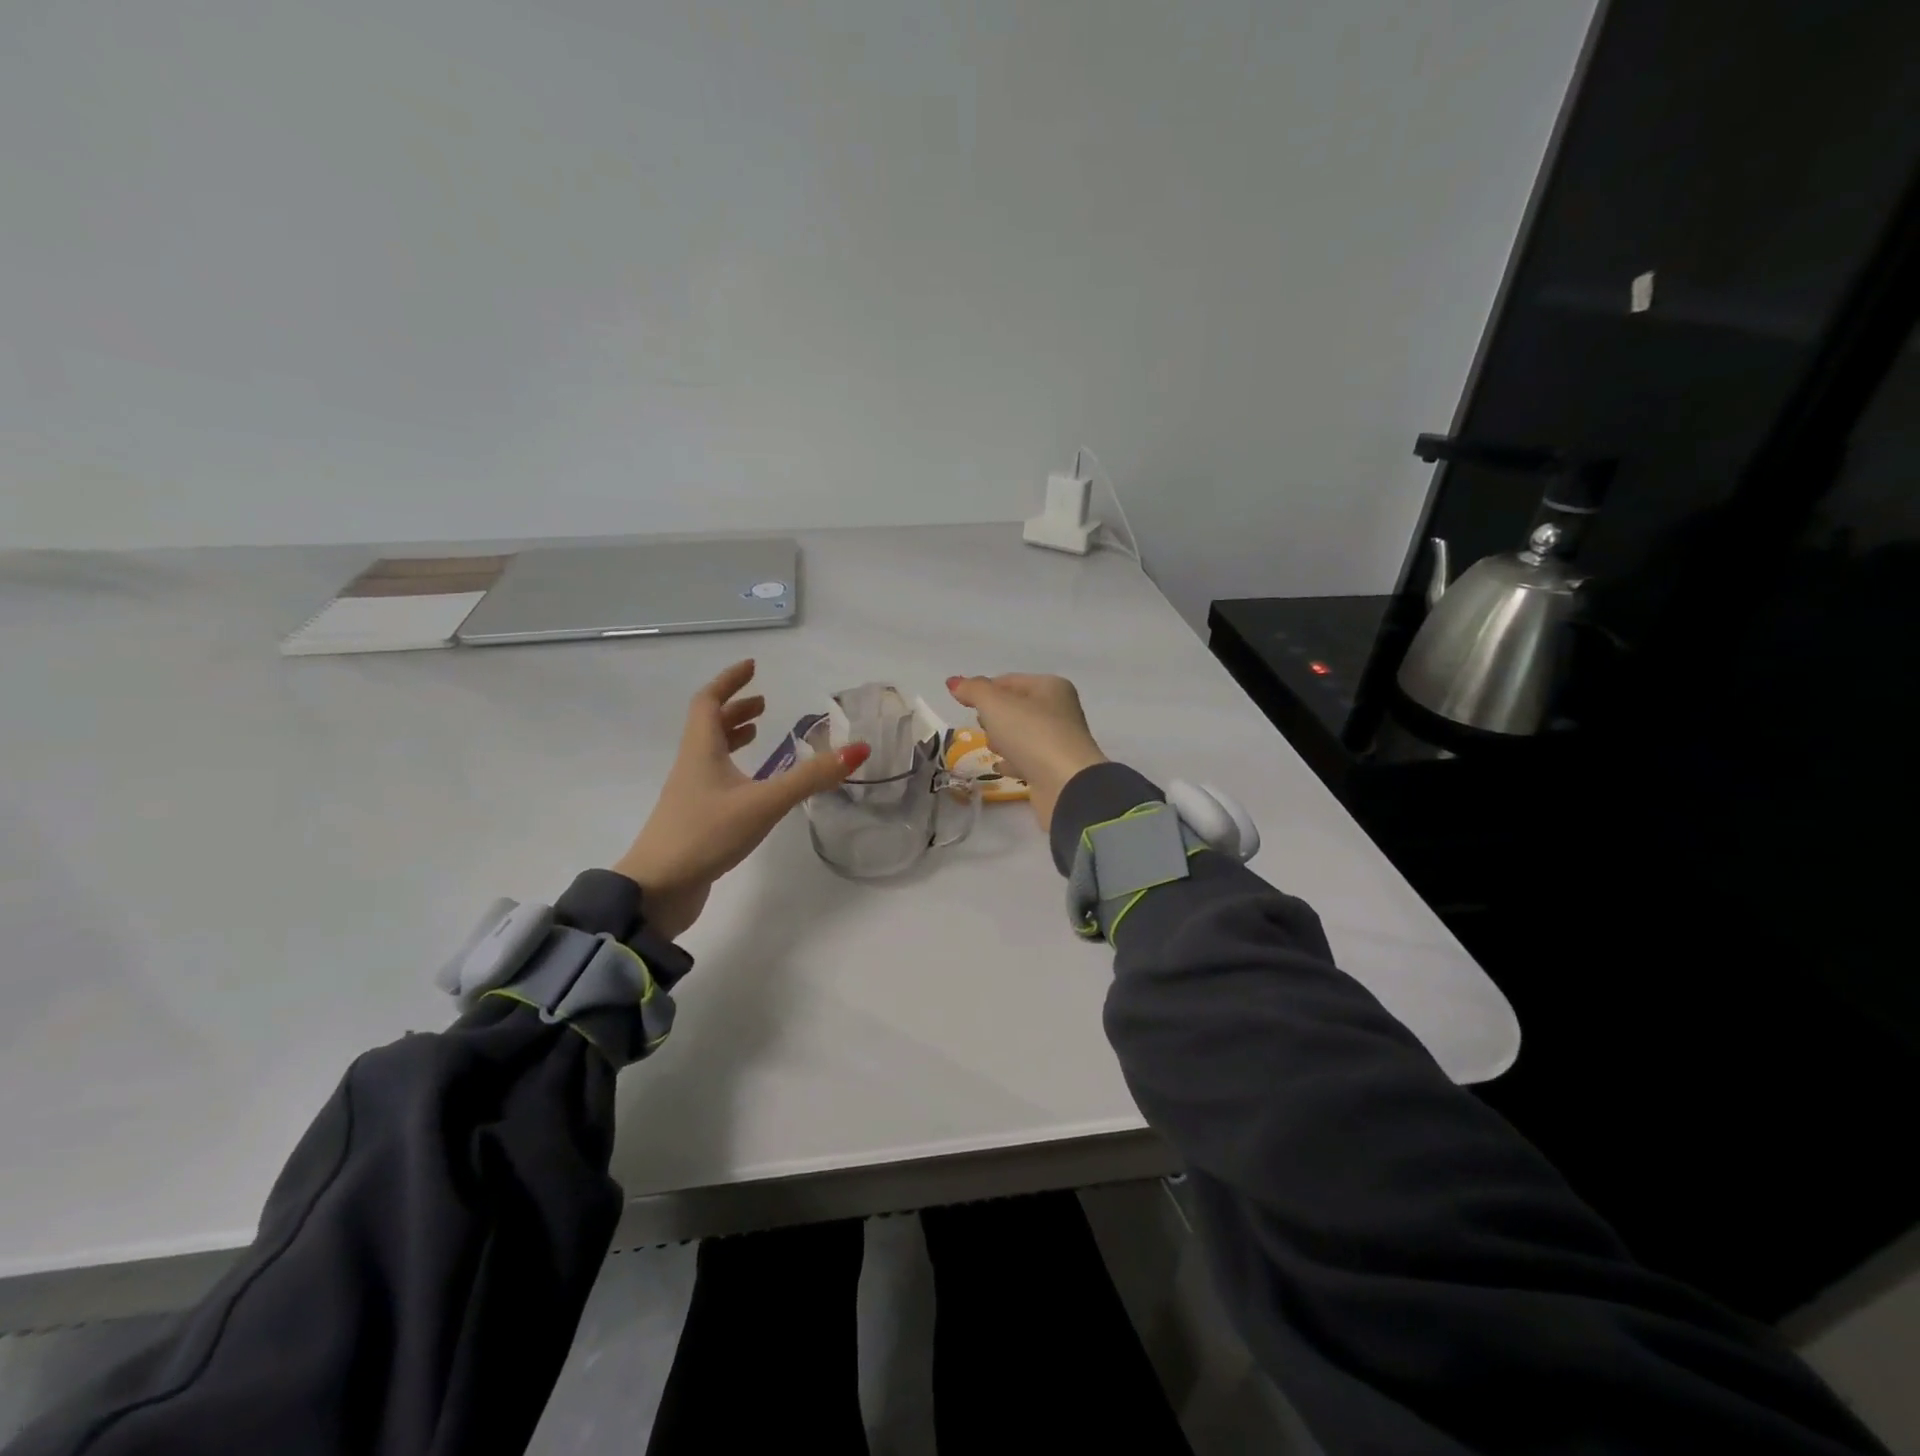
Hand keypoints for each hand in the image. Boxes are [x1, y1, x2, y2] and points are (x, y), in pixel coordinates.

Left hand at [614, 661, 870, 940]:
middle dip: (735, 709)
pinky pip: (715, 780)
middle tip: (764, 705)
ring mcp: (690, 795)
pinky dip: (734, 769)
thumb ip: (811, 777)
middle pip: (708, 726)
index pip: (709, 701)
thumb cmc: (706, 834)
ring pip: (710, 754)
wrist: (657, 890)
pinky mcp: (694, 820)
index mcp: (701, 750)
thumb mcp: (765, 803)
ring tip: (758, 735)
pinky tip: (752, 787)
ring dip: (732, 738)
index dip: (730, 681)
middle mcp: (691, 766)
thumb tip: (858, 750)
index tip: (752, 667)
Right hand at [945, 674, 1106, 832]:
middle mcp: (1059, 710)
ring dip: (1002, 740)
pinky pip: (1026, 759)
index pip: (1009, 681)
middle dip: (994, 717)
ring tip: (994, 749)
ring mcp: (1059, 741)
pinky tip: (999, 767)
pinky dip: (1012, 761)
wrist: (1065, 783)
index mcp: (1050, 687)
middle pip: (1015, 708)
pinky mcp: (1054, 768)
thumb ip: (973, 690)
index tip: (964, 704)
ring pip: (1020, 734)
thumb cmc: (1031, 733)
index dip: (984, 690)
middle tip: (984, 726)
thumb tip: (954, 682)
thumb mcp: (995, 704)